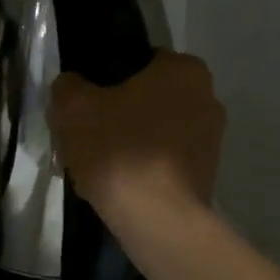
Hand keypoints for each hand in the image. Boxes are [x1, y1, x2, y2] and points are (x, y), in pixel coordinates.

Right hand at [51, 51, 224, 232]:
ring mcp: (211, 141)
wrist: (155, 217)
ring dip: (126, 147)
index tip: (85, 105)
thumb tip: (72, 85)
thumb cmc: (117, 148)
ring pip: (153, 135)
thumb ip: (68, 86)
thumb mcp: (73, 107)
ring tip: (93, 170)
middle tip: (83, 139)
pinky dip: (141, 172)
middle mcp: (207, 99)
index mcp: (183, 70)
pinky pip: (163, 164)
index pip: (139, 62)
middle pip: (146, 101)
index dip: (106, 82)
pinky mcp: (206, 176)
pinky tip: (115, 189)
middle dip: (116, 117)